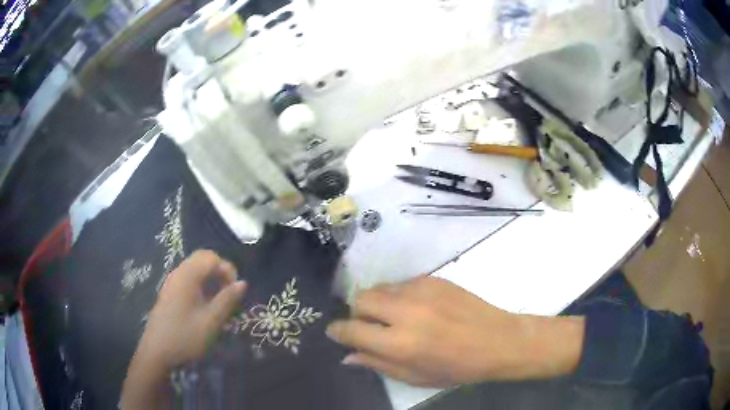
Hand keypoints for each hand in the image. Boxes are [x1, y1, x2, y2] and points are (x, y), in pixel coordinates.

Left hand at [138, 250, 246, 369]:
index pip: (211, 257)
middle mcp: (178, 273)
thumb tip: (243, 283)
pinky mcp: (169, 292)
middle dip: (219, 270)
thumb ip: (227, 300)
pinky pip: (188, 278)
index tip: (235, 290)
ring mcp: (172, 282)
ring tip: (220, 299)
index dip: (227, 269)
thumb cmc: (186, 336)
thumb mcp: (211, 321)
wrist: (157, 351)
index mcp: (187, 276)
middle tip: (229, 291)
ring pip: (195, 268)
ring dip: (211, 277)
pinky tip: (205, 304)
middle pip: (202, 259)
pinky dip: (201, 284)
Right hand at [326, 276, 583, 387]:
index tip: (335, 333)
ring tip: (394, 318)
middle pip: (360, 299)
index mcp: (400, 342)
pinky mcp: (433, 278)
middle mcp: (405, 311)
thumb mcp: (415, 376)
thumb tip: (348, 355)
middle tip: (369, 327)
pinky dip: (398, 296)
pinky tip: (416, 309)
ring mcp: (420, 290)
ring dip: (377, 303)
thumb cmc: (458, 367)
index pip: (351, 329)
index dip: (338, 331)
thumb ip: (378, 364)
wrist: (498, 340)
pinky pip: (401, 284)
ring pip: (379, 287)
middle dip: (356, 313)